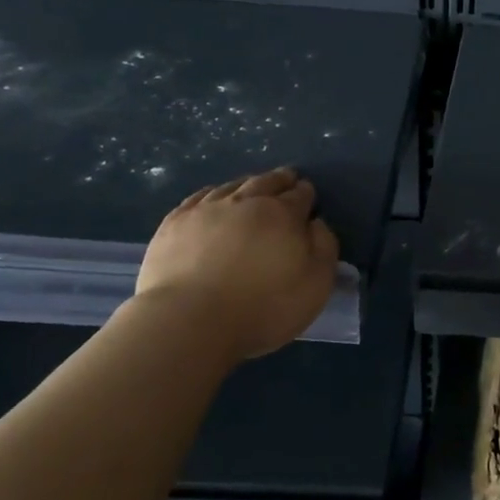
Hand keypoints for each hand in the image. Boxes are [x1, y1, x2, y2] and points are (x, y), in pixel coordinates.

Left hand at [135, 169, 339, 361]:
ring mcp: (206, 210)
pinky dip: (213, 194)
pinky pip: (198, 198)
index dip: (306, 193)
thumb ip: (324, 248)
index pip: (300, 195)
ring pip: (233, 186)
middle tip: (287, 179)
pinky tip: (213, 199)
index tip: (308, 194)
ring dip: (248, 184)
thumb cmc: (263, 307)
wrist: (190, 320)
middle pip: (267, 182)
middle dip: (280, 180)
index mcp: (283, 215)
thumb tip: (316, 222)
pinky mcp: (174, 223)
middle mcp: (246, 202)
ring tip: (253, 186)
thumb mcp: (316, 284)